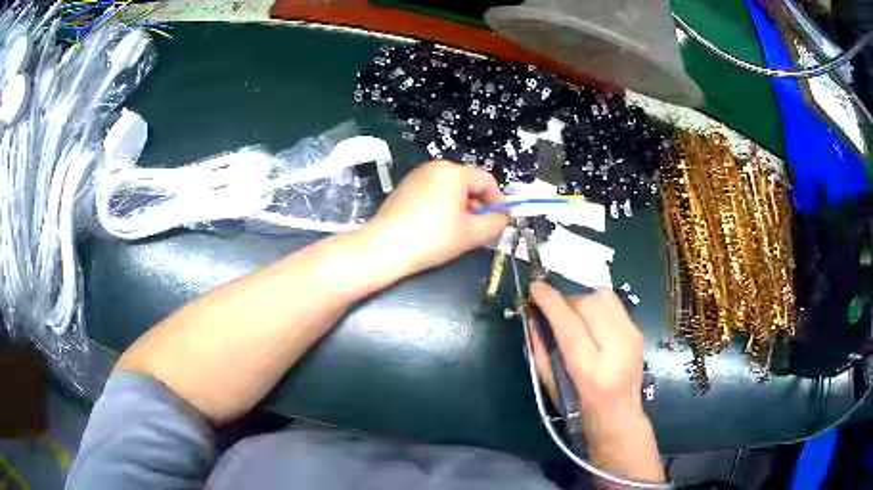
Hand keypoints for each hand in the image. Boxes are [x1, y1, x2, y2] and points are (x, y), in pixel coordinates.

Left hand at [363, 161, 507, 275]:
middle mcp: (435, 167)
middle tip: (481, 229)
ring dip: (461, 207)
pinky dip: (443, 206)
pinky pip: (433, 193)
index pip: (487, 181)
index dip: (498, 201)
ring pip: (450, 189)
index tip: (501, 221)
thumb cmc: (433, 238)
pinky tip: (438, 227)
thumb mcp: (472, 233)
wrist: (384, 247)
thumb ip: (495, 223)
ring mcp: (417, 176)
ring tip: (460, 231)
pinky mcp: (404, 188)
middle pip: (468, 183)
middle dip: (479, 205)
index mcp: (454, 172)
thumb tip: (502, 218)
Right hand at [530, 282, 664, 483]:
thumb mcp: (552, 386)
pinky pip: (614, 304)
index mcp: (591, 370)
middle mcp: (617, 349)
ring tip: (573, 315)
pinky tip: (590, 321)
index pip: (570, 324)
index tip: (535, 287)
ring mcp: (632, 338)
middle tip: (554, 310)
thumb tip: (532, 317)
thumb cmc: (579, 410)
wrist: (620, 417)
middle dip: (567, 300)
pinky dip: (597, 306)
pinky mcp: (638, 332)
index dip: (550, 302)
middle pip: (589, 304)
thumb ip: (541, 350)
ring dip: (583, 300)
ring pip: (604, 297)